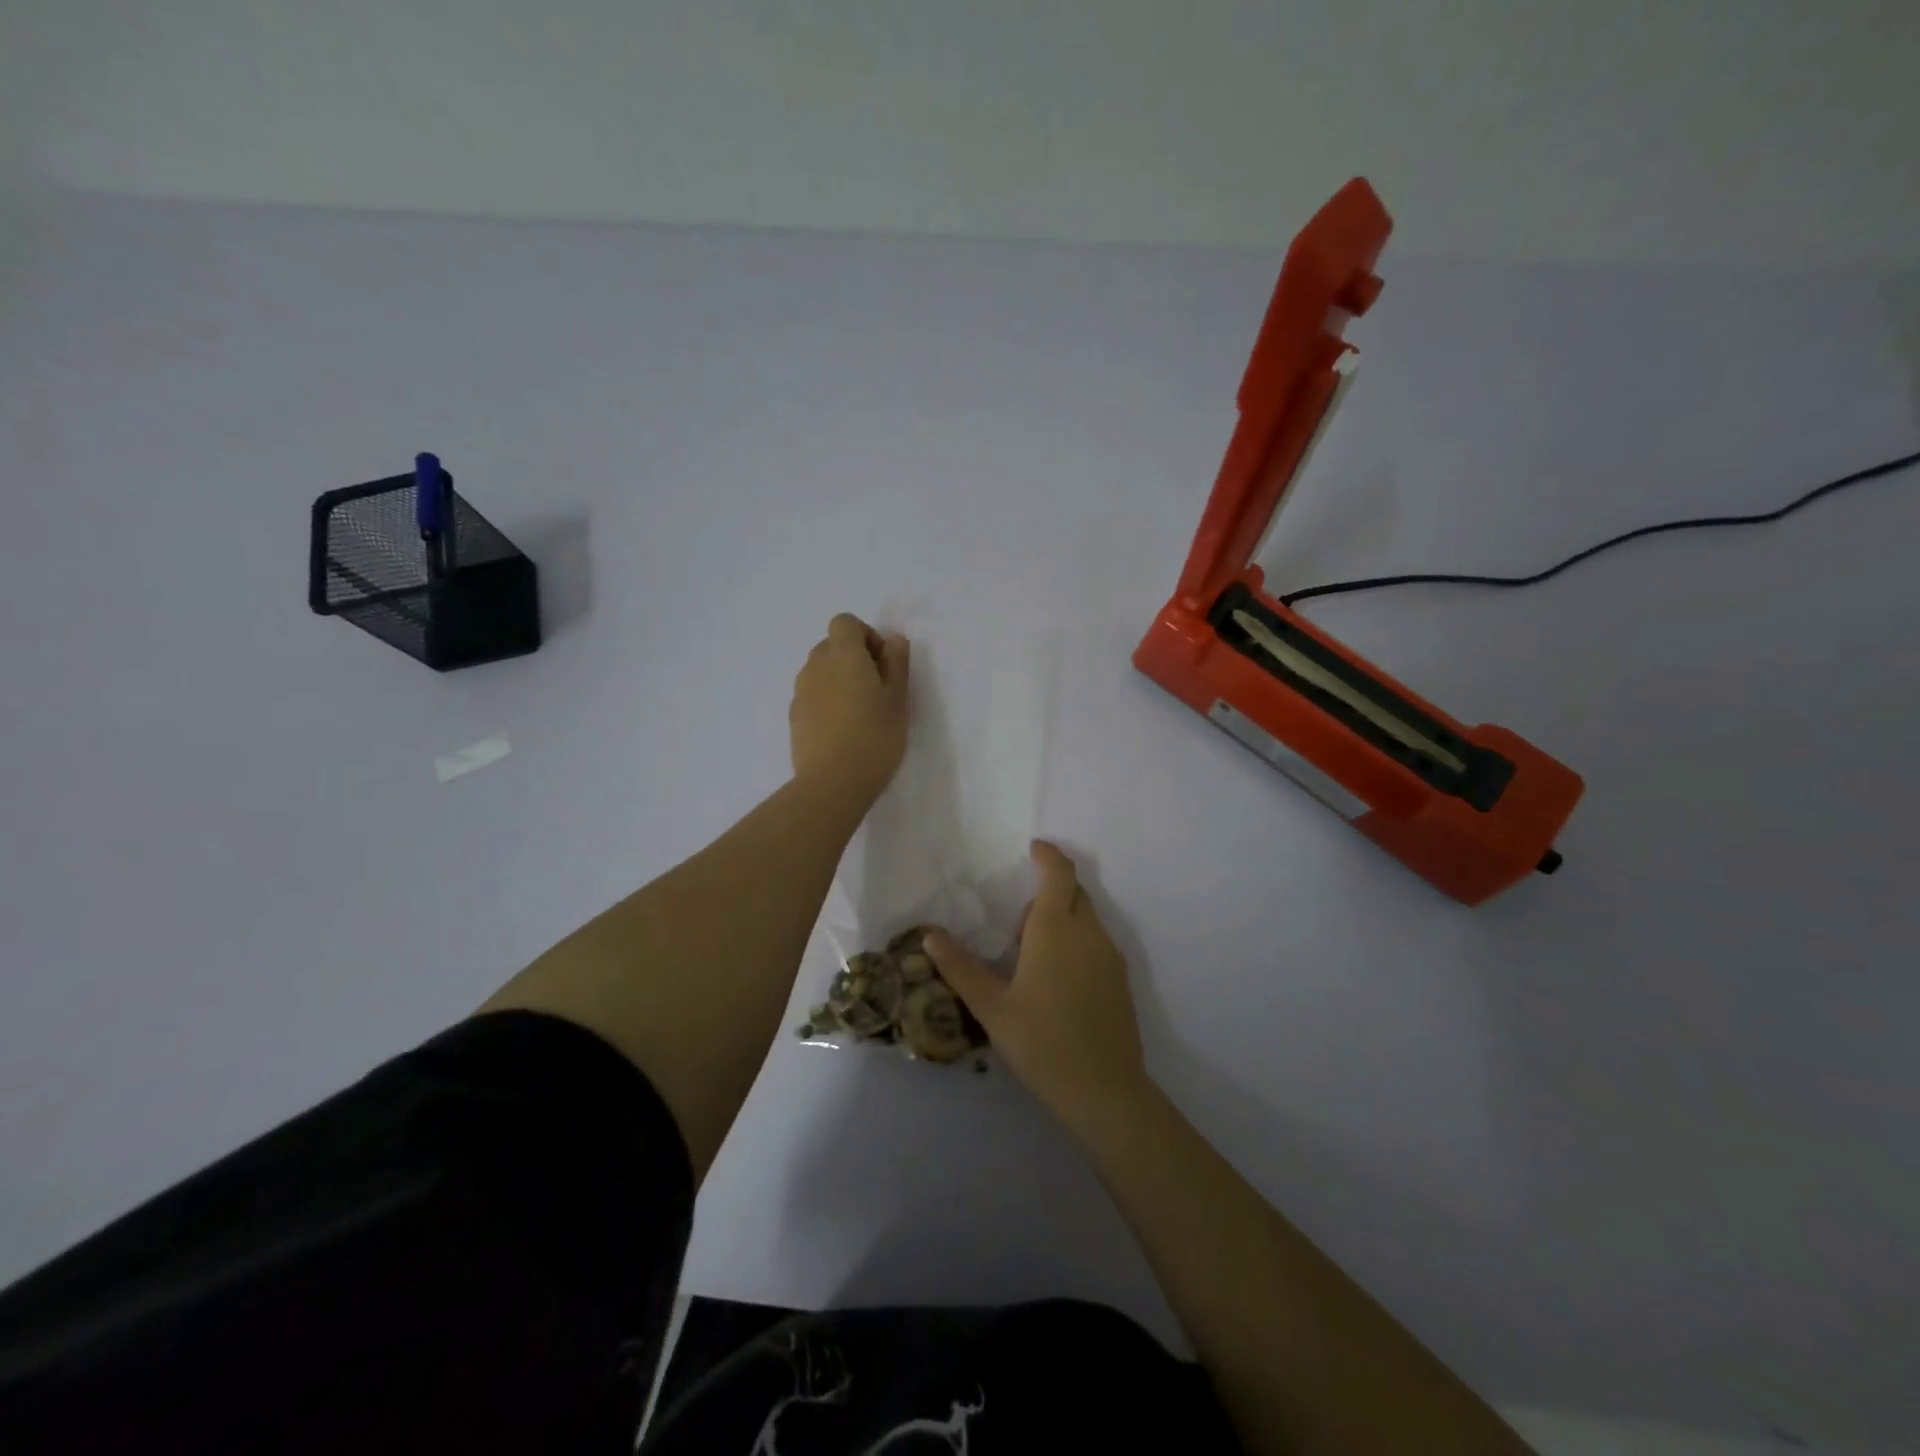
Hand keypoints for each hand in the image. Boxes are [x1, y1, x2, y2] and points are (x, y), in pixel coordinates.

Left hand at [789, 613, 910, 809]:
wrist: (832, 783)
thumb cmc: (875, 736)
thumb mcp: (898, 698)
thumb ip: (897, 662)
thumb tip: (892, 640)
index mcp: (842, 654)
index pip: (846, 623)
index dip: (867, 636)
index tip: (883, 664)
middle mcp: (815, 666)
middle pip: (832, 646)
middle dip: (854, 659)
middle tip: (877, 690)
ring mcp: (800, 693)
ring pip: (821, 673)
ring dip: (839, 681)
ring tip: (860, 714)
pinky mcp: (794, 718)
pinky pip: (813, 697)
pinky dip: (827, 703)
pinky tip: (843, 732)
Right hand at [926, 842, 1149, 1137]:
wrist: (1105, 1091)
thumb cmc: (1042, 1043)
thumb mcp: (992, 1007)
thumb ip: (960, 967)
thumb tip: (930, 935)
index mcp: (1057, 929)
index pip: (1059, 873)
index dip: (1048, 854)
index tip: (1031, 848)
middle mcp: (1089, 932)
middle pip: (1073, 892)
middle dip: (1048, 892)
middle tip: (1017, 928)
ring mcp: (1110, 955)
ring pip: (1087, 917)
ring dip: (1062, 919)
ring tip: (1032, 959)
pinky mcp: (1121, 978)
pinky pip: (1096, 941)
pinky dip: (1077, 940)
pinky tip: (1057, 982)